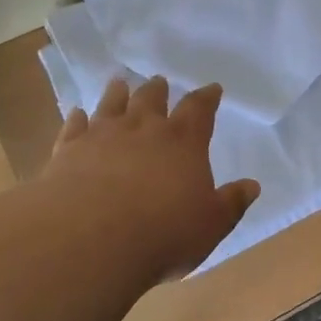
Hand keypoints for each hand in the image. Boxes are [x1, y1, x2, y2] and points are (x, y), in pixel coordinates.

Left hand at [40, 75, 260, 282]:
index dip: (207, 98)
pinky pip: (74, 127)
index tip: (212, 88)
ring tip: (120, 82)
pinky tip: (76, 114)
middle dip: (158, 90)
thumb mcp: (211, 224)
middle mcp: (143, 130)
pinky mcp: (68, 151)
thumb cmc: (163, 233)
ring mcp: (102, 136)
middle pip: (152, 99)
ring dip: (117, 93)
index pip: (199, 110)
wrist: (91, 239)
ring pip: (111, 105)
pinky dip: (77, 118)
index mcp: (183, 142)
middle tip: (160, 81)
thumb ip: (231, 202)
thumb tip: (252, 186)